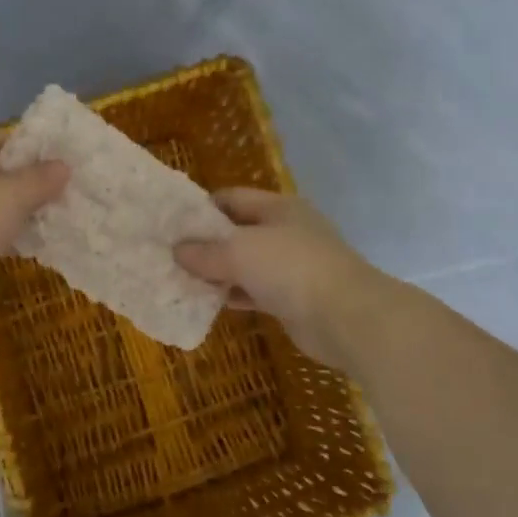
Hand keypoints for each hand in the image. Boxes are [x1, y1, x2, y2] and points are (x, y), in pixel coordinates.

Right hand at [176, 189, 389, 368]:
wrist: (347, 318)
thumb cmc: (292, 269)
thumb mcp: (239, 252)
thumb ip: (205, 251)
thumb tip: (177, 251)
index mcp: (278, 207)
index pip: (231, 198)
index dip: (200, 208)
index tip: (171, 225)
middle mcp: (285, 231)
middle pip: (236, 231)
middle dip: (205, 243)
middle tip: (169, 255)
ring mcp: (291, 266)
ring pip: (244, 264)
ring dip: (217, 272)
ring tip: (180, 279)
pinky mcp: (292, 298)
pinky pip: (253, 291)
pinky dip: (233, 295)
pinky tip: (207, 302)